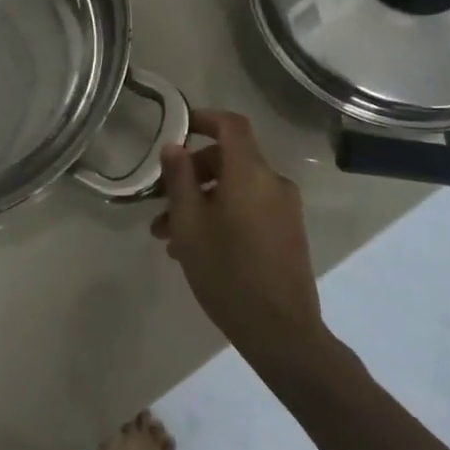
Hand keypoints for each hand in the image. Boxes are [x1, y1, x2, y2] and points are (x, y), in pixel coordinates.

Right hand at [152, 109, 325, 370]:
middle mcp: (273, 182)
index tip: (179, 127)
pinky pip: (250, 208)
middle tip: (161, 200)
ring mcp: (284, 209)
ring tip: (169, 236)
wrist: (280, 330)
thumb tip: (174, 146)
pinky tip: (197, 248)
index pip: (231, 125)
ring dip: (202, 200)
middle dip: (192, 173)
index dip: (204, 119)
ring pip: (236, 188)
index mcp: (250, 173)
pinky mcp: (288, 232)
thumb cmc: (227, 272)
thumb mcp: (189, 224)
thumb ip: (179, 179)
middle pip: (230, 159)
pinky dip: (223, 214)